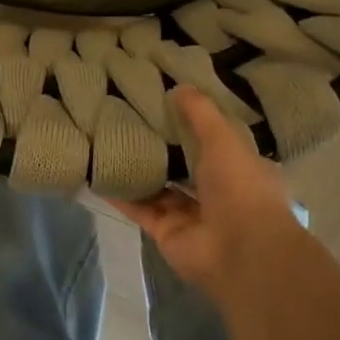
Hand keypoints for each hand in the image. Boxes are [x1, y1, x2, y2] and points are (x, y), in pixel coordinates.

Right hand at [108, 85, 306, 303]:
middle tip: (131, 118)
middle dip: (163, 147)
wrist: (241, 253)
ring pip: (160, 187)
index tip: (167, 103)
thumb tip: (178, 86)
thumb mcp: (223, 138)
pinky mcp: (166, 232)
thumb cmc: (240, 187)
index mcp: (240, 169)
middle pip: (185, 165)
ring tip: (110, 142)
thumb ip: (200, 112)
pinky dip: (121, 195)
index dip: (194, 124)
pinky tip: (98, 174)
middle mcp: (217, 193)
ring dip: (140, 170)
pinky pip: (140, 209)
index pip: (216, 142)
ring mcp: (191, 216)